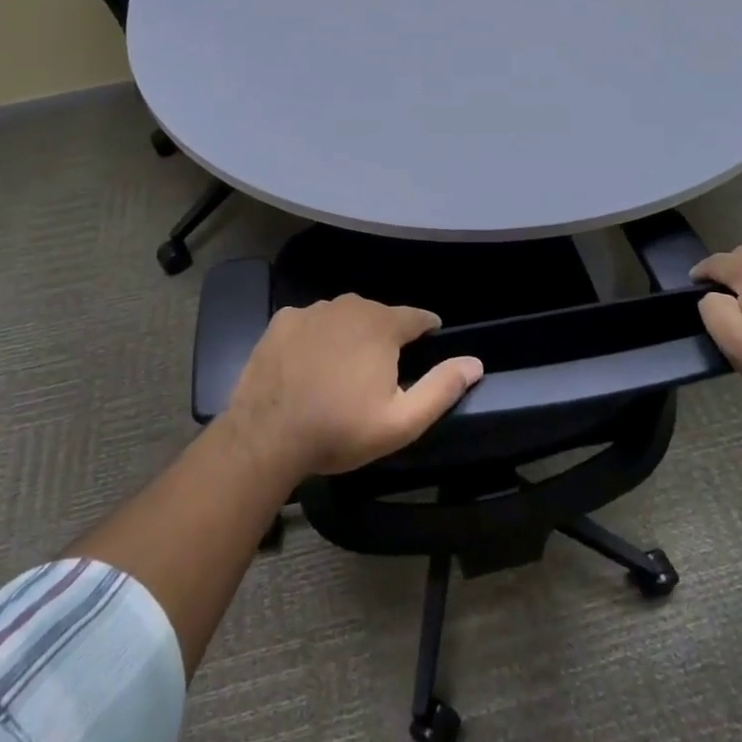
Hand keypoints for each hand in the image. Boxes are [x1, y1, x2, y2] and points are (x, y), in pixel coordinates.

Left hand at [224, 295, 483, 477]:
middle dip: (386, 336)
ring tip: (344, 368)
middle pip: (378, 315)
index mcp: (382, 325)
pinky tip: (309, 364)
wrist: (267, 435)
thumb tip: (475, 362)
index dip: (427, 328)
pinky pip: (310, 323)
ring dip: (350, 334)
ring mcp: (311, 310)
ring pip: (343, 317)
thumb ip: (441, 388)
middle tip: (382, 370)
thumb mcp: (401, 421)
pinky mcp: (281, 321)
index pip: (417, 317)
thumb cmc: (340, 429)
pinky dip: (316, 337)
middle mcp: (349, 306)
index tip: (430, 340)